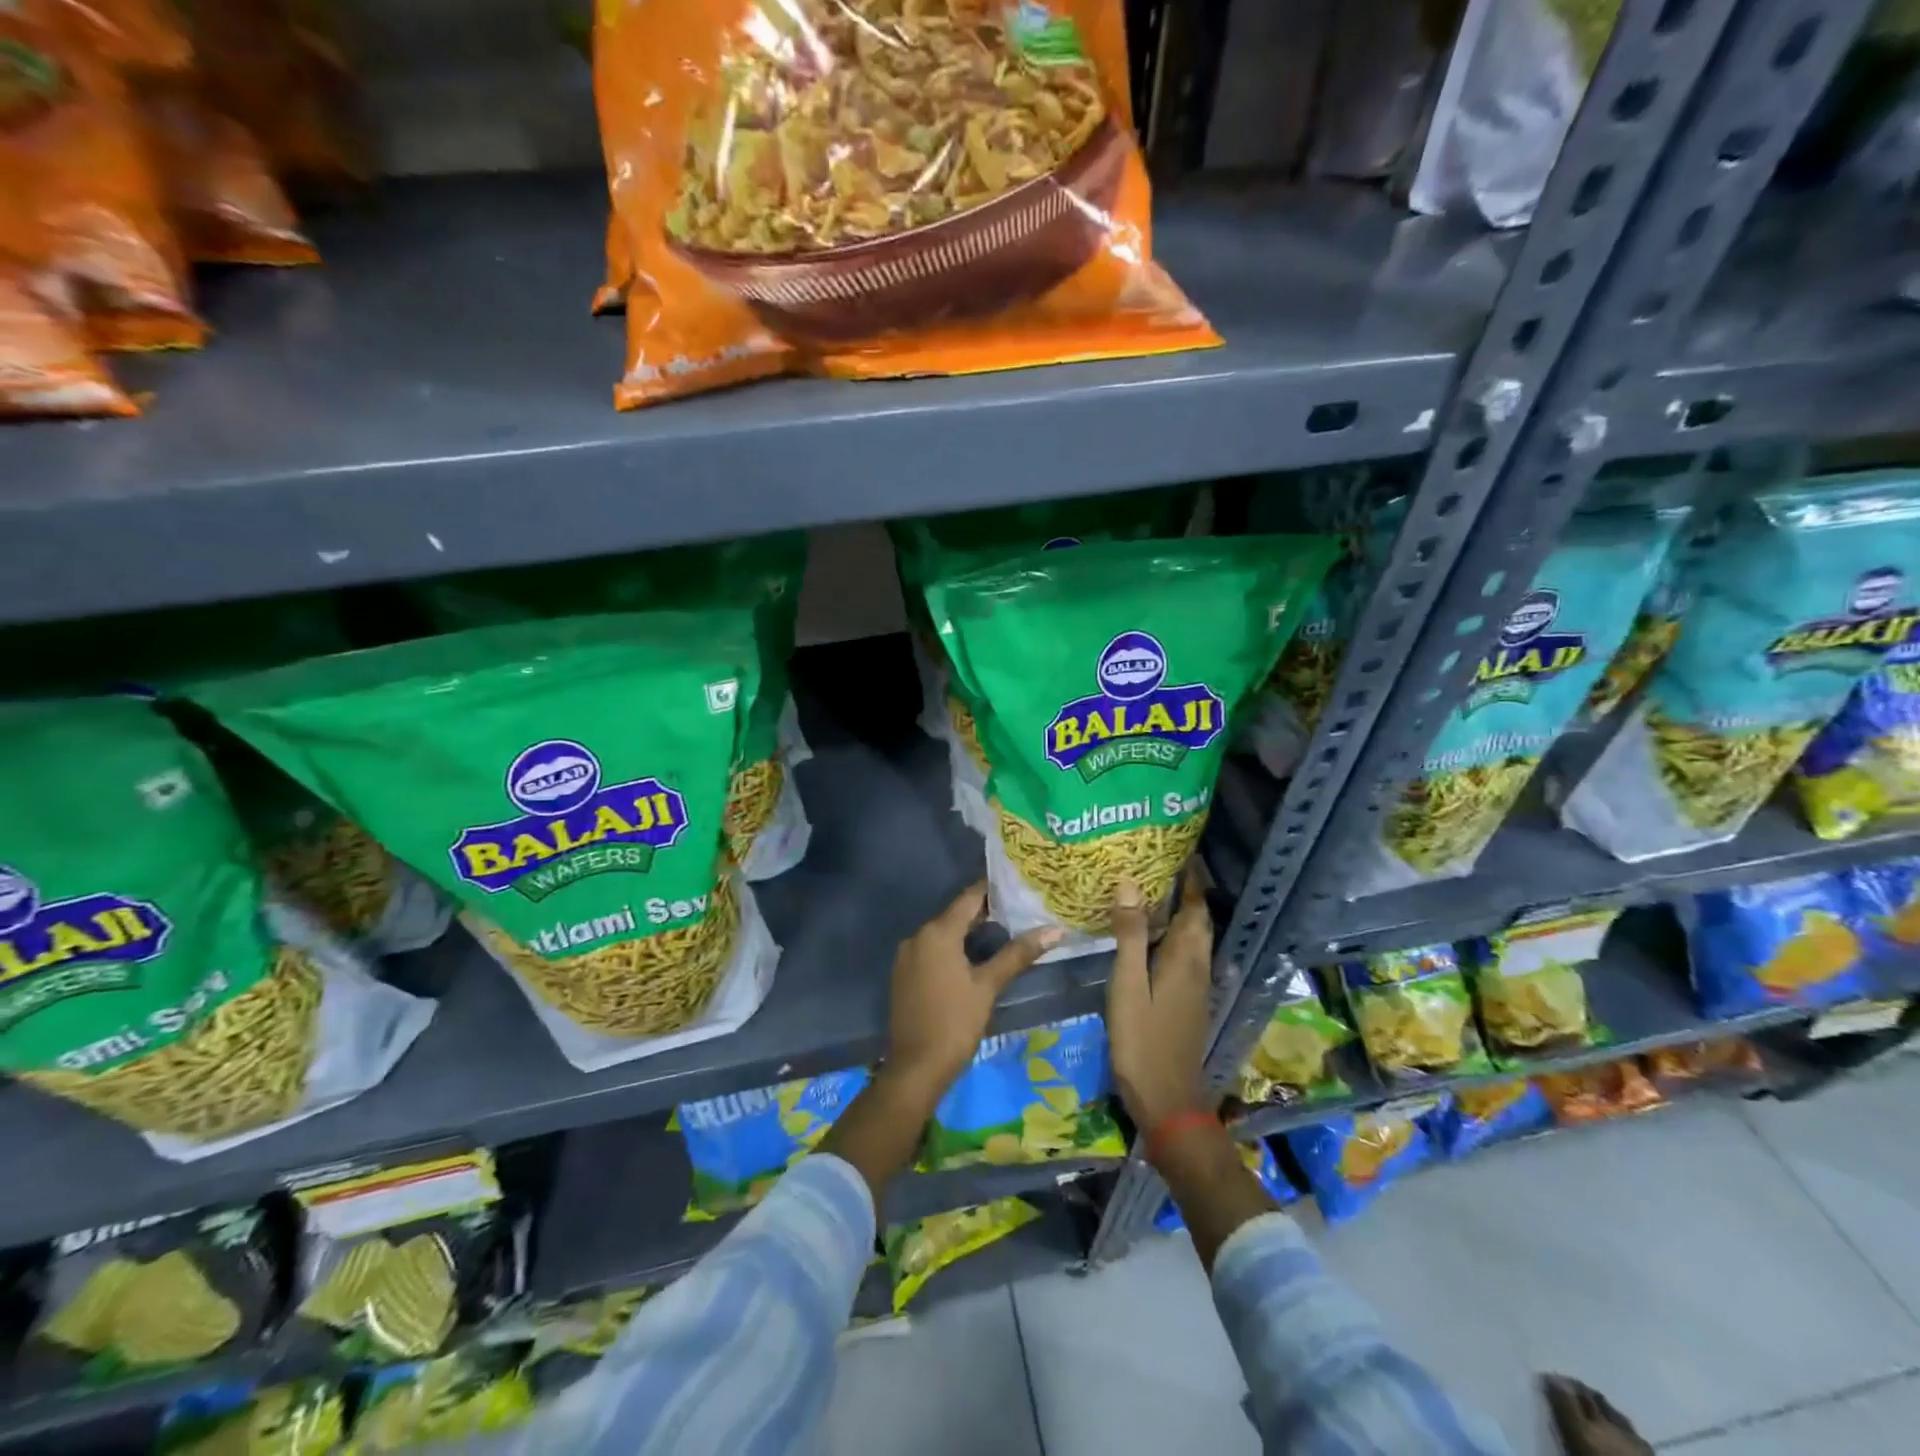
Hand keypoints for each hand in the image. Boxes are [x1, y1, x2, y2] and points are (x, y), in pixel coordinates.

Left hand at [884, 883, 1061, 1096]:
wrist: (916, 1068)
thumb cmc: (955, 1023)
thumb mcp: (988, 986)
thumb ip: (1018, 954)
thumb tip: (1054, 930)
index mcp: (937, 933)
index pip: (969, 898)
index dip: (993, 890)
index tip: (1018, 886)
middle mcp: (918, 936)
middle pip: (955, 915)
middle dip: (985, 912)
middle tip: (1019, 910)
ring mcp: (907, 956)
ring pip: (944, 933)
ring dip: (969, 932)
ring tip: (1004, 932)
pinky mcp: (904, 974)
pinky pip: (932, 950)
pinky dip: (953, 948)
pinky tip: (975, 958)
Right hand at [1106, 860, 1212, 1131]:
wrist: (1168, 1100)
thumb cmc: (1142, 1040)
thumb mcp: (1128, 985)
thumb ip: (1129, 935)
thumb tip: (1130, 884)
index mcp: (1185, 957)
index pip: (1194, 907)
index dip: (1191, 879)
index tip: (1181, 851)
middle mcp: (1197, 966)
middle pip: (1198, 920)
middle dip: (1187, 891)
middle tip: (1161, 866)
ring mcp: (1196, 986)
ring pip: (1193, 938)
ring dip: (1181, 913)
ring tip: (1153, 893)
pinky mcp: (1189, 1002)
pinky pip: (1186, 955)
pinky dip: (1174, 936)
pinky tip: (1150, 939)